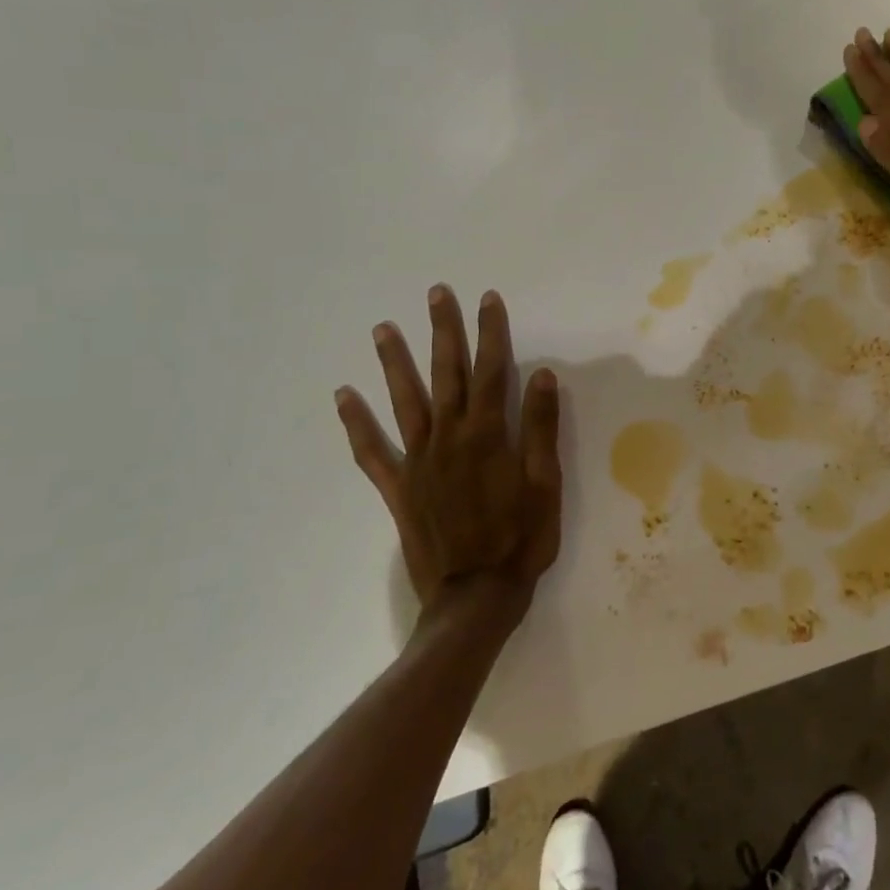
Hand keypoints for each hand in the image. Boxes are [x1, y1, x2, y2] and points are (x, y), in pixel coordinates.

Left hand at [335, 287, 562, 616]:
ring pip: (405, 401)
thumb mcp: (546, 484)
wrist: (476, 596)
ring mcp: (419, 461)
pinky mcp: (399, 487)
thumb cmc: (521, 539)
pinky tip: (342, 397)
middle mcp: (449, 437)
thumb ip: (542, 429)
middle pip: (446, 373)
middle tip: (436, 293)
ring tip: (383, 328)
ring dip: (394, 363)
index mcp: (489, 434)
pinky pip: (372, 451)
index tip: (487, 299)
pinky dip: (356, 424)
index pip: (492, 370)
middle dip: (443, 331)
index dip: (491, 332)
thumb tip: (542, 376)